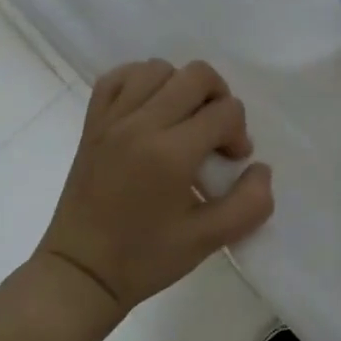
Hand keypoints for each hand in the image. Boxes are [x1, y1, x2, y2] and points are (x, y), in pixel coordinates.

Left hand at [38, 60, 273, 314]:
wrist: (81, 272)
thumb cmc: (145, 258)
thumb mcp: (208, 241)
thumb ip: (248, 204)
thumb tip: (260, 169)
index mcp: (170, 153)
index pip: (225, 111)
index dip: (239, 134)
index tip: (230, 164)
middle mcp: (140, 124)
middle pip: (196, 75)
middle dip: (219, 99)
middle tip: (215, 135)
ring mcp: (112, 119)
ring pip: (158, 68)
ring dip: (181, 88)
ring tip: (183, 122)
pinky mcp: (92, 122)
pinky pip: (118, 77)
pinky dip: (141, 82)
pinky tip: (150, 109)